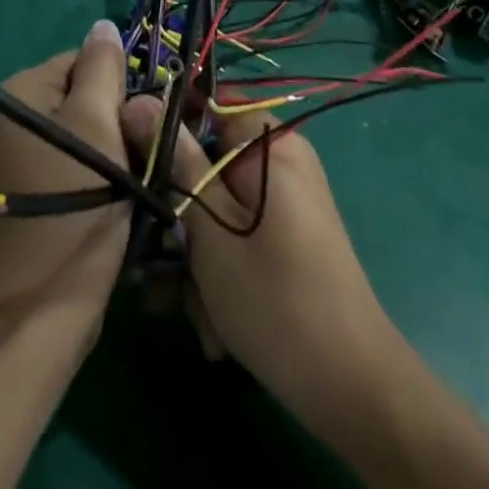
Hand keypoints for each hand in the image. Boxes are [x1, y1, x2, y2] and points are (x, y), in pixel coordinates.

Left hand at [0, 19, 130, 338]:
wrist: (47, 303)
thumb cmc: (76, 200)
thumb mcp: (96, 121)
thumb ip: (102, 67)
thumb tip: (102, 24)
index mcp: (18, 93)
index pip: (82, 60)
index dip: (118, 84)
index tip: (140, 119)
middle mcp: (11, 119)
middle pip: (83, 96)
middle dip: (117, 119)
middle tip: (138, 154)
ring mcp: (18, 158)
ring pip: (85, 132)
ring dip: (114, 149)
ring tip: (132, 180)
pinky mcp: (32, 192)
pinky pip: (75, 162)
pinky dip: (99, 173)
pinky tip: (116, 199)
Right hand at [120, 102, 488, 488]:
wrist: (351, 389)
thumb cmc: (273, 298)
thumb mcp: (209, 226)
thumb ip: (174, 159)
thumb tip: (138, 100)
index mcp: (269, 142)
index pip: (207, 101)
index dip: (168, 123)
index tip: (136, 157)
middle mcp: (281, 160)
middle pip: (208, 159)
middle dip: (181, 213)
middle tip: (161, 259)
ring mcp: (286, 198)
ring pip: (219, 203)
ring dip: (196, 254)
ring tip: (191, 307)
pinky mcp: (288, 233)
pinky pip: (239, 229)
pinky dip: (221, 267)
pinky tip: (213, 320)